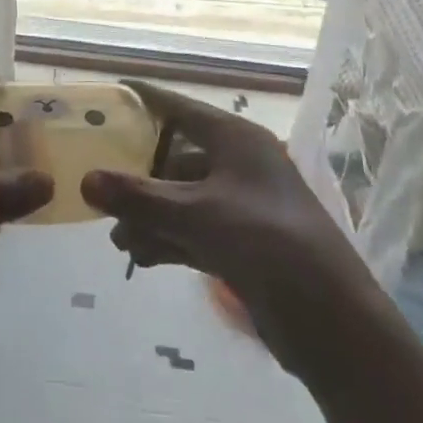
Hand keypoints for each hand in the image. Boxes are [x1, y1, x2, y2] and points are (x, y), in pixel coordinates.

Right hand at [81, 80, 378, 382]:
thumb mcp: (198, 215)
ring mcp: (244, 206)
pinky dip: (169, 240)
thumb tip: (86, 180)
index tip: (110, 96)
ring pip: (185, 199)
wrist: (336, 325)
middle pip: (178, 158)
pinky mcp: (246, 245)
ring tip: (118, 240)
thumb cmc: (268, 244)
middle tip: (103, 193)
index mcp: (236, 139)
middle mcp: (240, 164)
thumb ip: (140, 198)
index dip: (146, 101)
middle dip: (141, 179)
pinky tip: (140, 258)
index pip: (181, 108)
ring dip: (151, 216)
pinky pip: (196, 231)